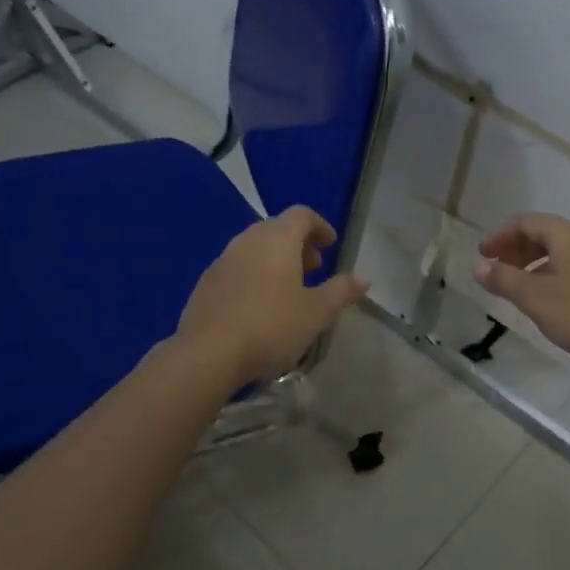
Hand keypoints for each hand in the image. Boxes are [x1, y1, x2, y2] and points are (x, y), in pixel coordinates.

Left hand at [178, 206, 369, 385]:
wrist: (207, 354)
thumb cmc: (271, 326)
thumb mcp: (317, 312)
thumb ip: (341, 291)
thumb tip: (364, 278)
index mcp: (277, 239)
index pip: (301, 215)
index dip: (320, 226)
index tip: (331, 245)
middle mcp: (247, 241)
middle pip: (276, 229)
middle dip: (298, 244)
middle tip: (314, 269)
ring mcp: (222, 262)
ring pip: (254, 249)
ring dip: (275, 260)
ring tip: (288, 290)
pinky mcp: (205, 285)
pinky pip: (236, 269)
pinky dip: (254, 276)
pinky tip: (259, 307)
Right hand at [474, 213, 569, 371]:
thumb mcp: (534, 297)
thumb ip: (504, 279)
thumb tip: (480, 267)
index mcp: (569, 235)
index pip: (527, 222)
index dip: (501, 235)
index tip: (483, 255)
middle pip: (546, 233)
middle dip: (517, 249)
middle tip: (497, 270)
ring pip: (562, 251)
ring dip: (535, 263)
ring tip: (519, 287)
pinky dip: (554, 273)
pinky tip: (549, 298)